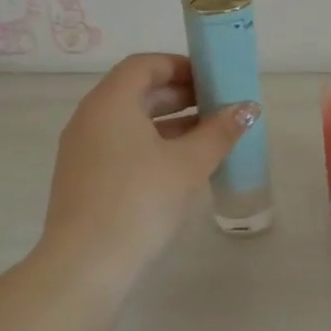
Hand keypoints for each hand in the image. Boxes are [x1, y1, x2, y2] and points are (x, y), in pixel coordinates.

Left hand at [38, 54, 258, 284]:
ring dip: (169, 122)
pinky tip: (179, 166)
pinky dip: (151, 144)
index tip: (212, 80)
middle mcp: (90, 118)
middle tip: (216, 107)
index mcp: (110, 103)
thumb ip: (219, 131)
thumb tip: (248, 108)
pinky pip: (120, 145)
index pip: (145, 65)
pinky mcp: (83, 178)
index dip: (180, 66)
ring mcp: (82, 149)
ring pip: (129, 122)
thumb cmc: (140, 201)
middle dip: (179, 95)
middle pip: (136, 92)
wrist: (86, 265)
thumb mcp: (188, 164)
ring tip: (207, 137)